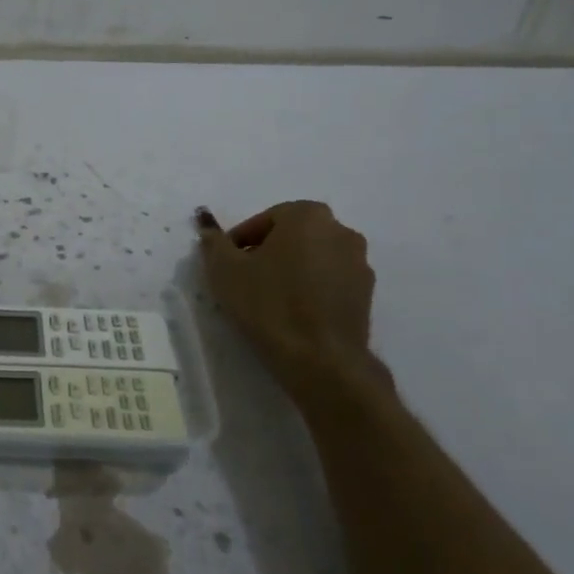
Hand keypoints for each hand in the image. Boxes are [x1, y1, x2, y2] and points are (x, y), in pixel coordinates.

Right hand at [196, 201, 379, 393]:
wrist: (321, 359)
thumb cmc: (269, 304)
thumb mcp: (225, 270)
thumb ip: (214, 243)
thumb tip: (207, 226)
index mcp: (307, 215)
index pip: (264, 220)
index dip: (240, 241)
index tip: (226, 264)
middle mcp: (340, 230)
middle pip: (292, 235)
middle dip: (267, 252)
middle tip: (244, 278)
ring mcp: (359, 262)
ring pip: (313, 257)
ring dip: (291, 269)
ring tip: (268, 297)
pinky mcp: (367, 292)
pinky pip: (329, 280)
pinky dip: (311, 287)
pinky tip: (292, 311)